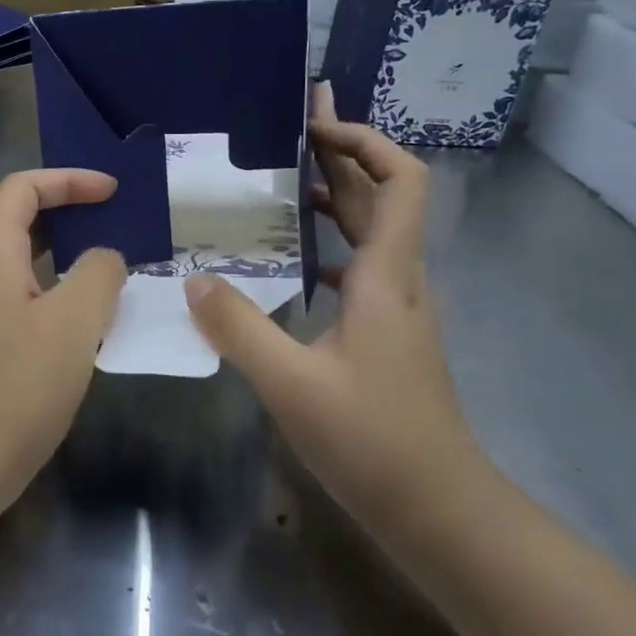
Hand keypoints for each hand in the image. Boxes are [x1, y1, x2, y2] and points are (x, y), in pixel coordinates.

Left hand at [0, 170, 126, 493]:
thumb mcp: (74, 323)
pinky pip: (21, 291)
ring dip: (65, 250)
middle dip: (70, 209)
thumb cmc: (16, 386)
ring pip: (22, 258)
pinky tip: (89, 314)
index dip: (69, 179)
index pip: (23, 187)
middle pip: (19, 217)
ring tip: (112, 261)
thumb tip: (106, 259)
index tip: (113, 192)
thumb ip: (99, 274)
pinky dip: (56, 285)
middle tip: (118, 219)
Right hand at [184, 87, 488, 534]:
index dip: (367, 141)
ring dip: (337, 198)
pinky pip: (361, 268)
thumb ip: (239, 328)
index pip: (401, 180)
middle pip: (382, 196)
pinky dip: (330, 246)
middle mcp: (400, 280)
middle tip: (292, 125)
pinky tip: (292, 262)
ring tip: (283, 181)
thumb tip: (195, 277)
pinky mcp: (389, 334)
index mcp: (387, 275)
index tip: (317, 126)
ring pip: (372, 232)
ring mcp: (398, 308)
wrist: (440, 509)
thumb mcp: (292, 384)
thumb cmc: (373, 441)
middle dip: (342, 154)